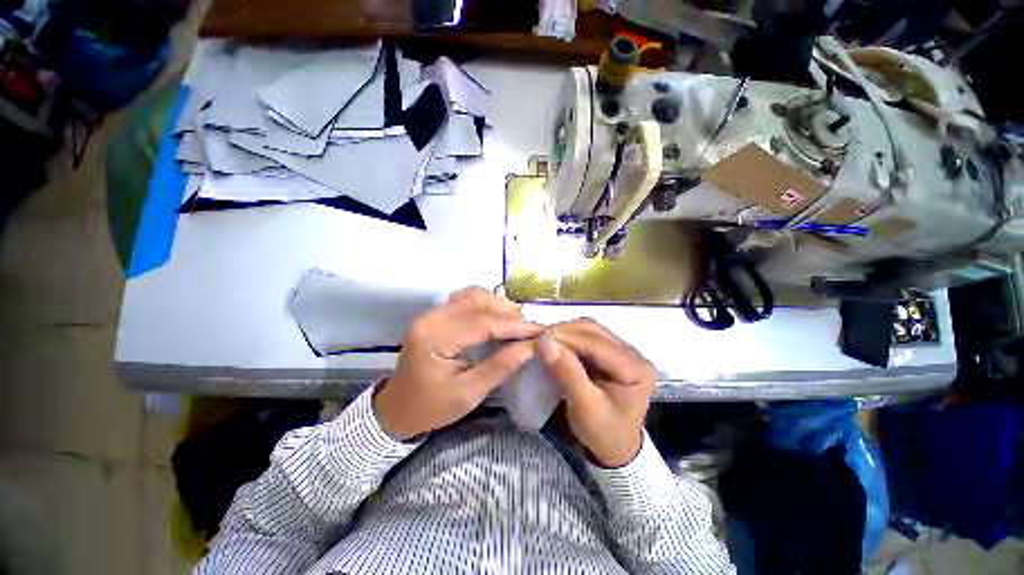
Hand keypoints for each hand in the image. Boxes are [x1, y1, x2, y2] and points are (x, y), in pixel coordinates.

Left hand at [374, 287, 544, 439]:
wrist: (397, 410)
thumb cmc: (430, 407)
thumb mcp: (468, 394)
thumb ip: (500, 367)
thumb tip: (530, 347)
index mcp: (435, 336)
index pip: (483, 322)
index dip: (515, 326)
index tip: (540, 331)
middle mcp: (432, 316)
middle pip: (478, 302)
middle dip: (508, 314)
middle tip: (529, 331)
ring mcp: (433, 313)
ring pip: (473, 296)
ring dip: (498, 307)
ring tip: (516, 325)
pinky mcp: (437, 316)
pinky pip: (467, 301)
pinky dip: (487, 306)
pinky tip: (497, 319)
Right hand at [539, 319, 655, 467]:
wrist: (616, 449)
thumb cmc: (603, 433)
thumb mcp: (585, 408)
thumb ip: (567, 373)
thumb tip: (546, 343)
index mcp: (635, 368)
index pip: (597, 344)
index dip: (567, 338)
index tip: (540, 338)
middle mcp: (632, 354)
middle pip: (594, 331)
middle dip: (565, 332)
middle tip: (539, 337)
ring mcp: (622, 351)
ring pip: (590, 330)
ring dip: (566, 332)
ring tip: (545, 338)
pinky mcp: (611, 353)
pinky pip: (588, 337)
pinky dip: (569, 337)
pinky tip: (556, 343)